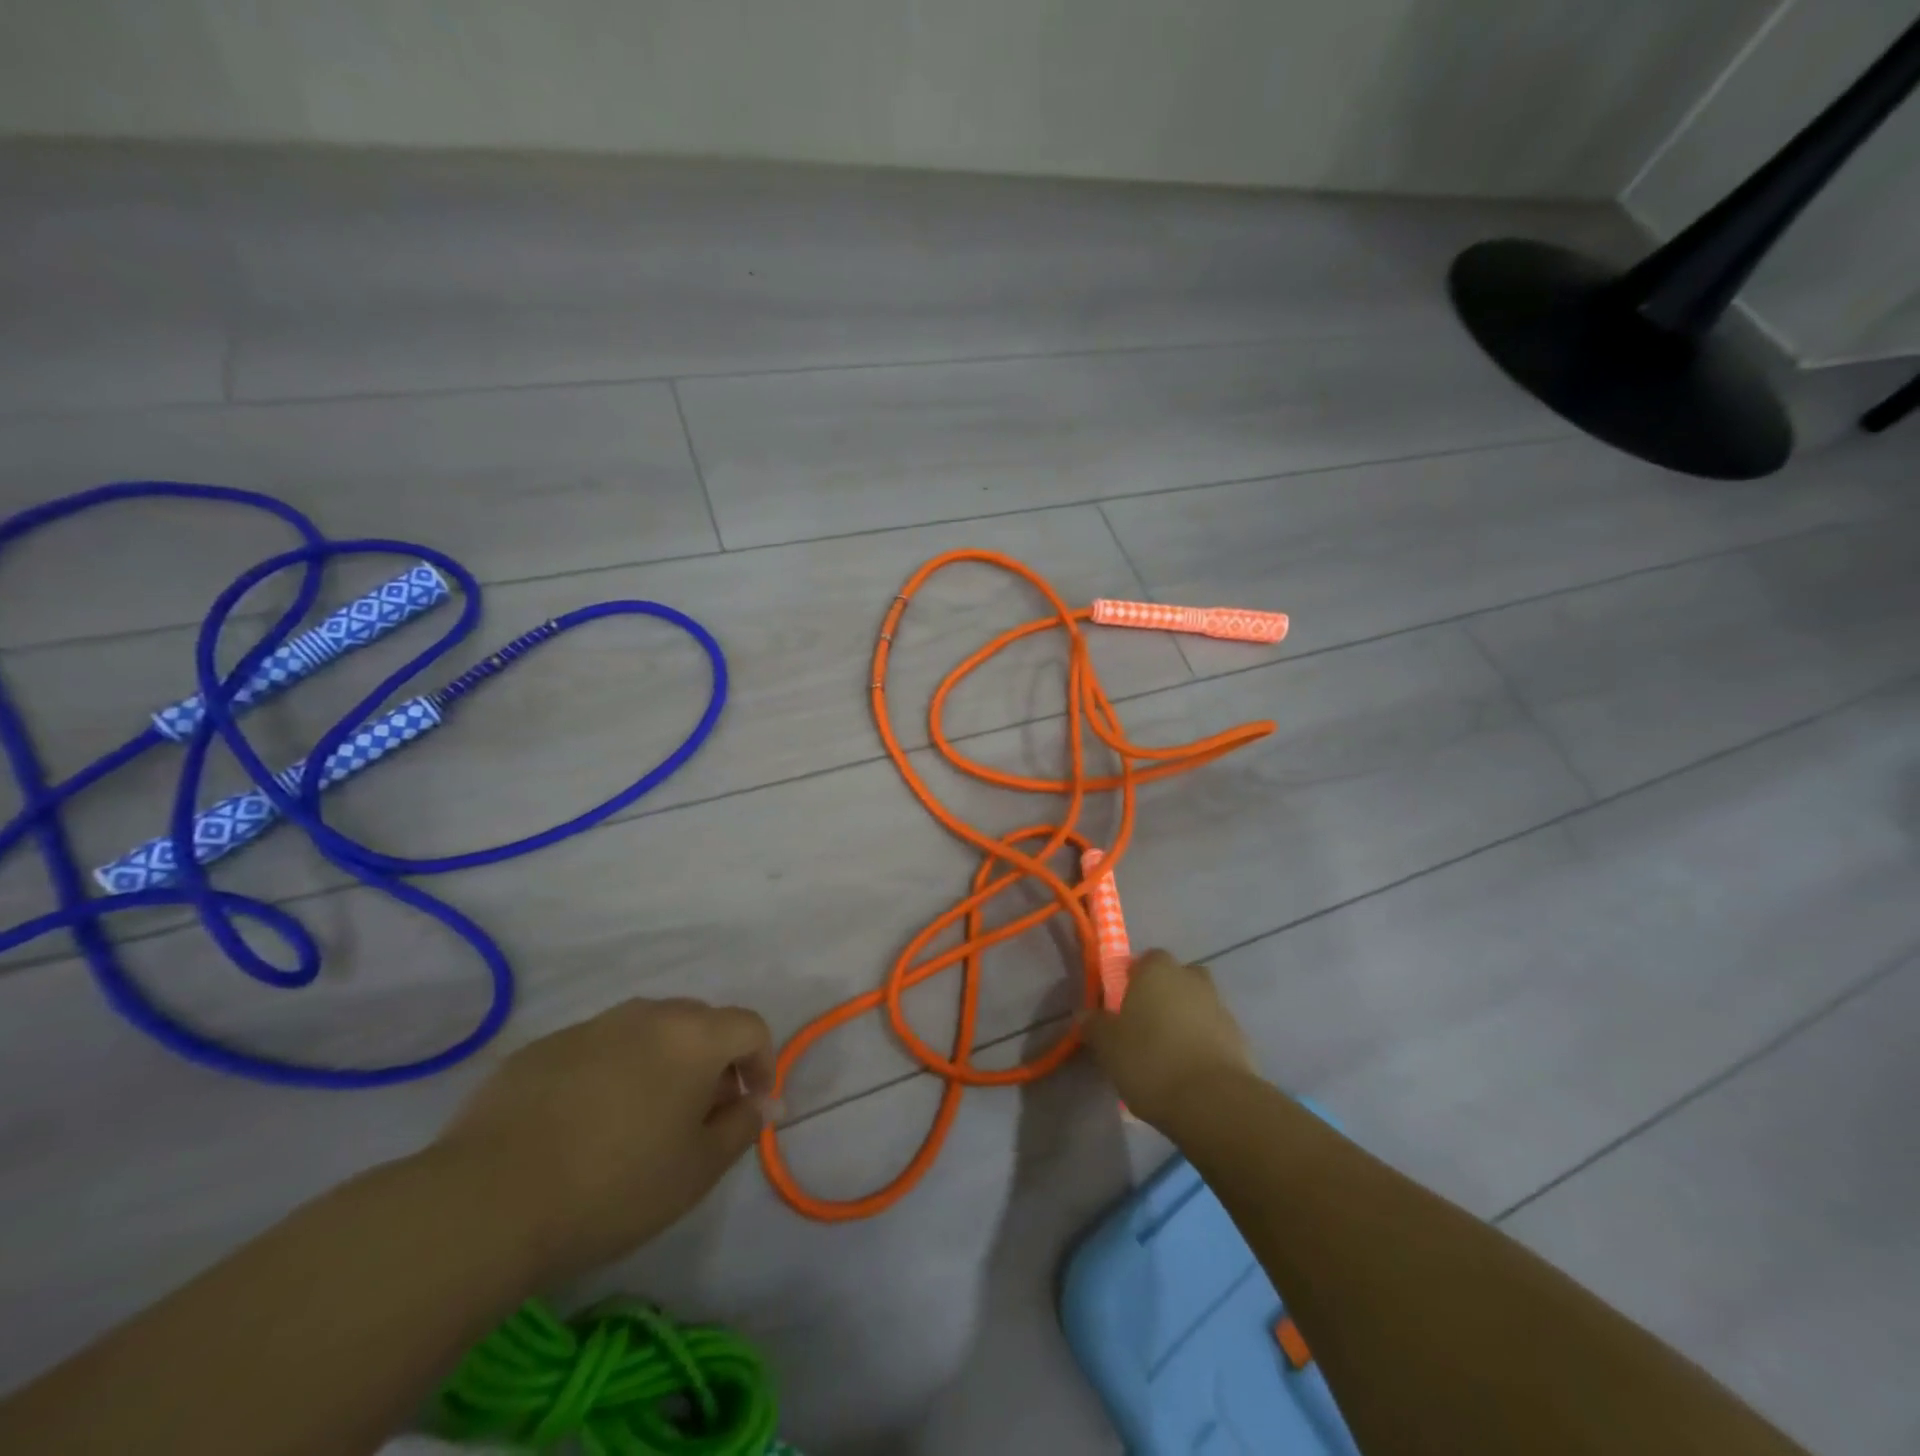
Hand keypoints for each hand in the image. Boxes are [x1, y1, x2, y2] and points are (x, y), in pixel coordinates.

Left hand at [435, 997, 773, 1280]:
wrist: (488, 1200)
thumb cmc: (614, 1186)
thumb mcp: (697, 1170)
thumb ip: (742, 1127)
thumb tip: (763, 1102)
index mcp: (693, 1036)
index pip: (750, 1027)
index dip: (762, 1062)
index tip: (750, 1105)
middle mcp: (648, 1015)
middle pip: (700, 1022)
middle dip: (713, 1062)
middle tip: (698, 1116)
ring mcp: (592, 1026)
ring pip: (647, 1032)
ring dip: (662, 1063)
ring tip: (640, 1120)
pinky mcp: (544, 1047)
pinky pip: (598, 1048)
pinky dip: (611, 1072)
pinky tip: (584, 1125)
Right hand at [1080, 949, 1256, 1127]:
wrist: (1214, 1102)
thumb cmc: (1150, 1061)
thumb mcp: (1107, 1045)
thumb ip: (1094, 1025)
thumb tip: (1084, 1015)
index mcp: (1158, 971)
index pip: (1147, 958)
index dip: (1135, 976)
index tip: (1124, 1000)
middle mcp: (1192, 980)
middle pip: (1178, 977)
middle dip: (1165, 994)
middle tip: (1147, 1023)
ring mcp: (1221, 1008)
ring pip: (1199, 1004)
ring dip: (1186, 1019)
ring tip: (1168, 1053)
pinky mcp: (1240, 1040)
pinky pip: (1214, 1033)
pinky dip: (1204, 1044)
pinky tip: (1189, 1071)